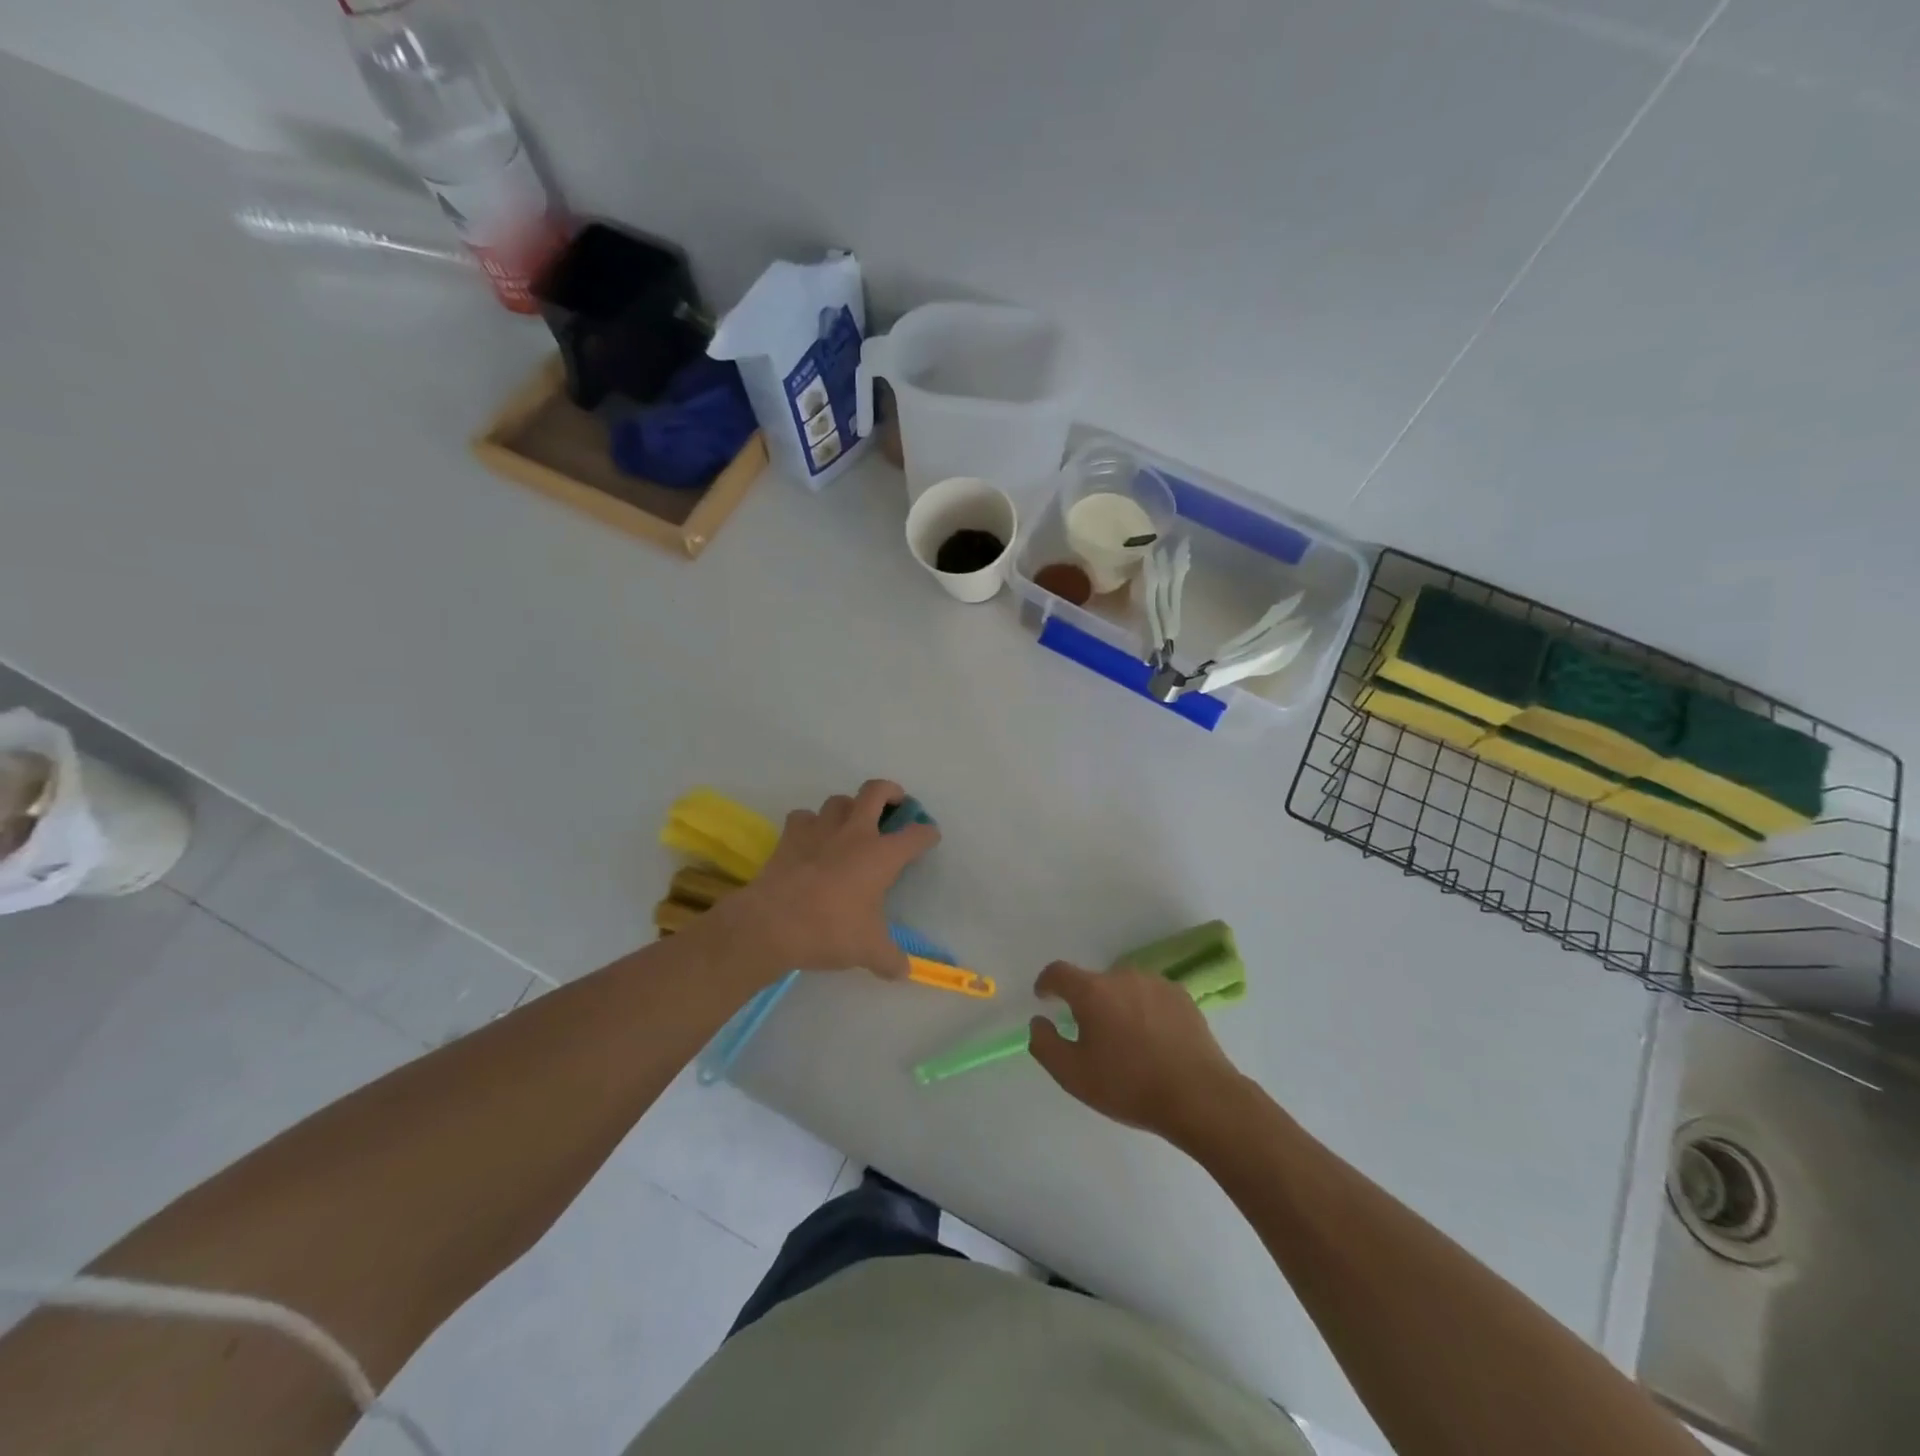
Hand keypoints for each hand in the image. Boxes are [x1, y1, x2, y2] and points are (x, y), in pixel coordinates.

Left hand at [712, 780, 938, 980]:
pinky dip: (810, 824)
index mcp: (882, 855)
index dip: (927, 834)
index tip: (929, 837)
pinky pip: (803, 817)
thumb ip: (890, 959)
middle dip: (890, 791)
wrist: (772, 924)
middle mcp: (854, 833)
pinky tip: (810, 839)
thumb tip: (903, 971)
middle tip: (894, 802)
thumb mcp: (868, 950)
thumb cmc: (830, 931)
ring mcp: (820, 830)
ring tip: (849, 824)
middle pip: (876, 791)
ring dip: (848, 807)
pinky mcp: (790, 836)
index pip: (915, 835)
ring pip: (838, 800)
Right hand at [1027, 962, 1243, 1144]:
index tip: (1044, 998)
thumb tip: (1039, 1022)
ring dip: (1117, 1005)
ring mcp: (1155, 982)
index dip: (1046, 983)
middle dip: (1086, 1003)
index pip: (1058, 972)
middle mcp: (1123, 975)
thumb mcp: (1073, 1075)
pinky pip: (1150, 996)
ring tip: (1125, 1041)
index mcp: (1093, 991)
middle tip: (1091, 1036)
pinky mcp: (1181, 995)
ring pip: (1124, 988)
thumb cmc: (1129, 1086)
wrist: (1199, 1097)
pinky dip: (1144, 1010)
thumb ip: (1045, 1044)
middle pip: (1094, 982)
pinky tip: (1153, 1040)